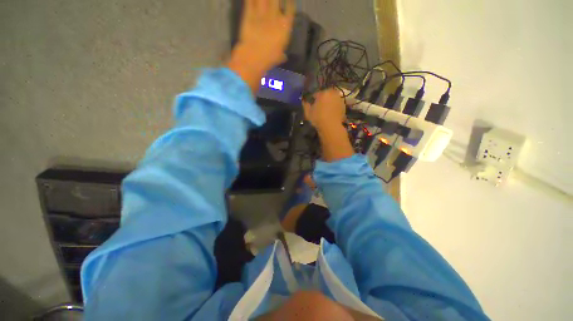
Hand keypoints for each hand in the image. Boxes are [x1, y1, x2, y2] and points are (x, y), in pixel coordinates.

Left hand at [228, 0, 295, 92]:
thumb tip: (284, 56)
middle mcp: (275, 16)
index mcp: (285, 26)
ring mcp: (262, 13)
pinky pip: (250, 0)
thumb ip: (282, 54)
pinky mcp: (249, 13)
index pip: (290, 8)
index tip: (289, 0)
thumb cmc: (269, 58)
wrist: (254, 56)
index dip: (289, 2)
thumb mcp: (279, 57)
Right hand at [303, 89, 353, 160]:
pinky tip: (331, 114)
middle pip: (326, 95)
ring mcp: (340, 99)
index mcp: (324, 93)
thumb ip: (305, 105)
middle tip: (319, 108)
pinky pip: (336, 105)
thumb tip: (304, 101)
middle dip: (322, 99)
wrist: (331, 127)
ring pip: (332, 99)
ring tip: (325, 111)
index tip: (311, 105)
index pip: (316, 94)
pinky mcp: (344, 106)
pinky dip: (334, 107)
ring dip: (329, 103)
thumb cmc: (318, 118)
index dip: (313, 100)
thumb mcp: (308, 112)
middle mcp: (333, 93)